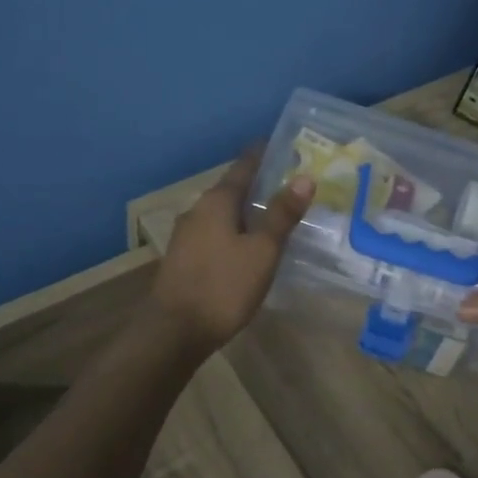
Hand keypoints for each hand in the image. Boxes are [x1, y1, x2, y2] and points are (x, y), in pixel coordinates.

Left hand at [149, 147, 314, 352]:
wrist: (173, 332)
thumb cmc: (223, 286)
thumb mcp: (262, 251)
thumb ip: (282, 215)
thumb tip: (304, 178)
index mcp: (217, 201)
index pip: (244, 166)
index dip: (263, 154)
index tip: (284, 146)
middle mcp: (197, 210)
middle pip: (232, 189)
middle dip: (258, 185)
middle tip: (289, 185)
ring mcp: (186, 235)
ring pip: (222, 213)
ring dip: (246, 211)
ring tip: (273, 216)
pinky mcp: (183, 258)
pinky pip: (214, 233)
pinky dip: (234, 231)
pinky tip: (247, 246)